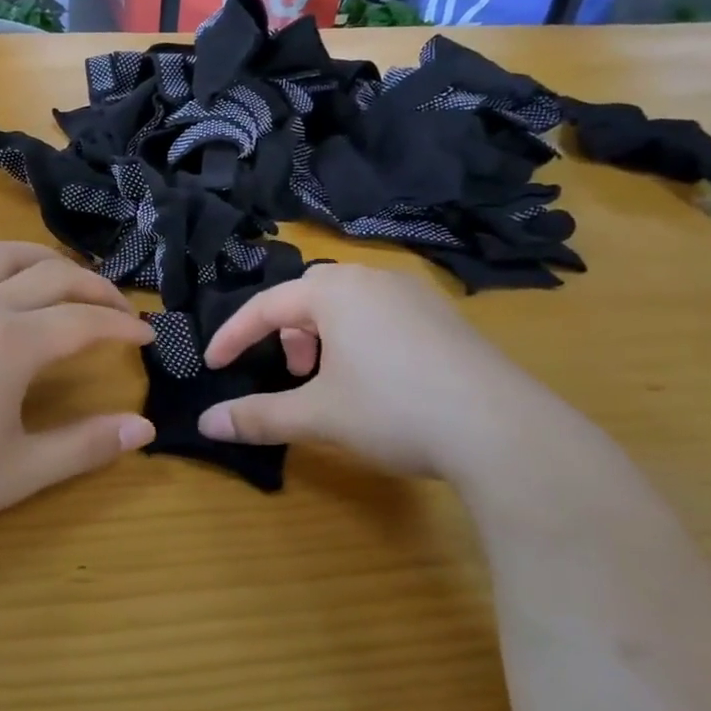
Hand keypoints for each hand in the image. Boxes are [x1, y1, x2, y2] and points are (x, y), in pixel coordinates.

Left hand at [0, 243, 153, 542]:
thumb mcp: (20, 472)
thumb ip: (86, 446)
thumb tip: (144, 428)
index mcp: (11, 343)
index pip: (83, 320)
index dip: (122, 325)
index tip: (150, 335)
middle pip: (54, 275)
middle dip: (97, 287)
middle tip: (123, 311)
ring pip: (7, 255)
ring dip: (49, 261)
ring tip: (72, 284)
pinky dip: (5, 266)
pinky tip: (10, 289)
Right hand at [197, 264, 579, 483]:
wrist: (504, 432)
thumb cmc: (394, 410)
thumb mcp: (318, 415)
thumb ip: (258, 416)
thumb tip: (206, 424)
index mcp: (334, 290)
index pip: (265, 306)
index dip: (234, 337)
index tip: (213, 365)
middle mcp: (372, 279)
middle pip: (309, 296)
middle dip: (287, 333)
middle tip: (290, 372)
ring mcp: (415, 294)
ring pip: (349, 304)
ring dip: (325, 336)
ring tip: (332, 378)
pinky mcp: (446, 317)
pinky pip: (383, 314)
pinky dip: (361, 339)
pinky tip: (379, 380)